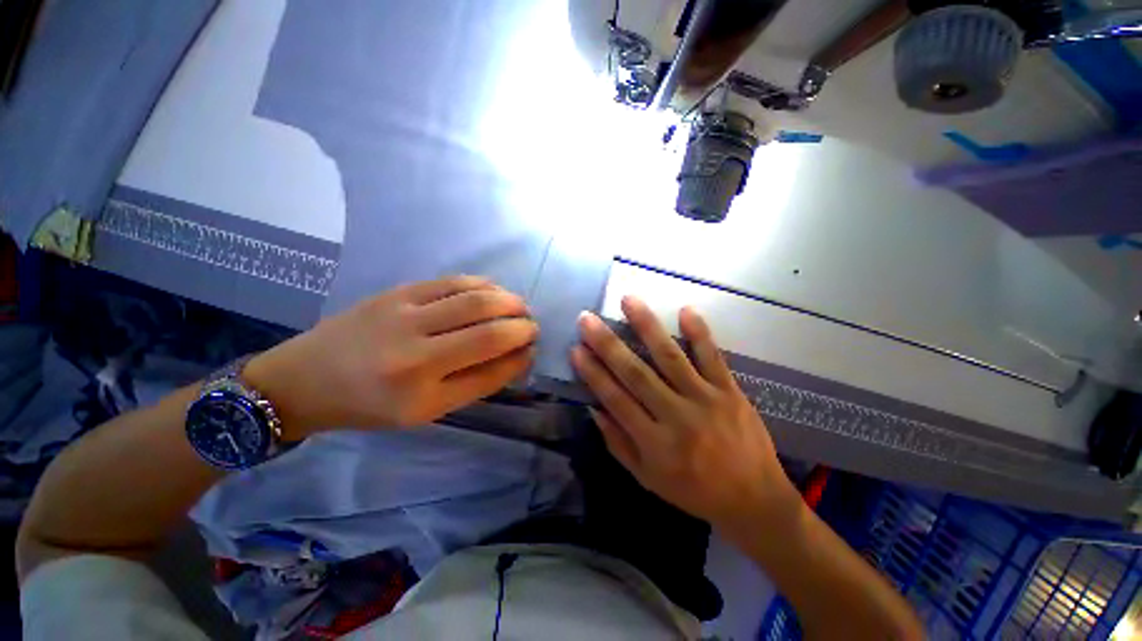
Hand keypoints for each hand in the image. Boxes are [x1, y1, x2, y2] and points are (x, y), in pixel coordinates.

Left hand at [245, 276, 537, 438]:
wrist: (305, 379)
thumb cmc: (369, 405)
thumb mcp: (424, 411)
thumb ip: (475, 383)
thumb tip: (518, 356)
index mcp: (421, 394)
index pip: (491, 370)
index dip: (520, 356)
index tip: (532, 349)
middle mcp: (415, 354)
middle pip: (489, 330)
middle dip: (522, 325)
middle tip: (531, 325)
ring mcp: (405, 315)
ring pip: (475, 299)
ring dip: (508, 301)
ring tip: (519, 307)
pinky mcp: (398, 292)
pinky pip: (453, 282)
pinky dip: (483, 284)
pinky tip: (494, 290)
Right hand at [570, 297, 797, 529]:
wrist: (754, 500)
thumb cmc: (694, 492)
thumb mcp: (647, 479)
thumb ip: (618, 443)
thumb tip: (594, 408)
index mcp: (654, 443)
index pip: (616, 399)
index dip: (593, 373)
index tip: (575, 348)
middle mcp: (677, 416)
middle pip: (636, 373)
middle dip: (608, 344)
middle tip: (588, 319)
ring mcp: (705, 399)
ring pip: (670, 357)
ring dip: (647, 326)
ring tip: (628, 300)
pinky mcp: (730, 391)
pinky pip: (713, 357)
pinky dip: (699, 332)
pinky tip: (685, 310)